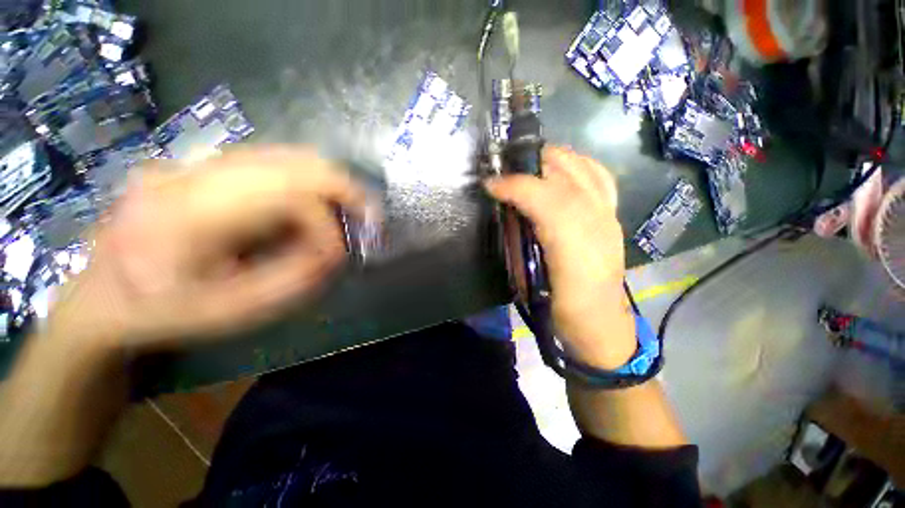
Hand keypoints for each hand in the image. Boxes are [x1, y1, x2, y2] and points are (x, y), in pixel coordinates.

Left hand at [50, 147, 371, 351]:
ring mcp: (200, 162)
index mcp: (190, 214)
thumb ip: (295, 279)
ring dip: (330, 184)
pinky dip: (310, 181)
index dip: (325, 229)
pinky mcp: (207, 165)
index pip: (289, 198)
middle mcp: (197, 174)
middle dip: (345, 191)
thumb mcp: (231, 312)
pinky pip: (275, 161)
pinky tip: (317, 204)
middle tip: (370, 217)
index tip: (337, 259)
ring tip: (350, 211)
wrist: (103, 294)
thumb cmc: (164, 312)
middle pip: (296, 162)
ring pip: (289, 155)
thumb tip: (337, 253)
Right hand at [485, 146, 635, 368]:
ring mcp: (609, 218)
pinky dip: (578, 165)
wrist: (601, 326)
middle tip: (504, 168)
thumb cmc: (564, 311)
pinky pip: (600, 179)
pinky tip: (560, 170)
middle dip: (532, 163)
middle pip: (568, 176)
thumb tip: (504, 213)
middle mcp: (597, 224)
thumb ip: (517, 246)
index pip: (546, 199)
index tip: (490, 184)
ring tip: (527, 163)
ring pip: (586, 170)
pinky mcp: (613, 219)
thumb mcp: (531, 284)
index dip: (515, 185)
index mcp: (575, 247)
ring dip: (554, 159)